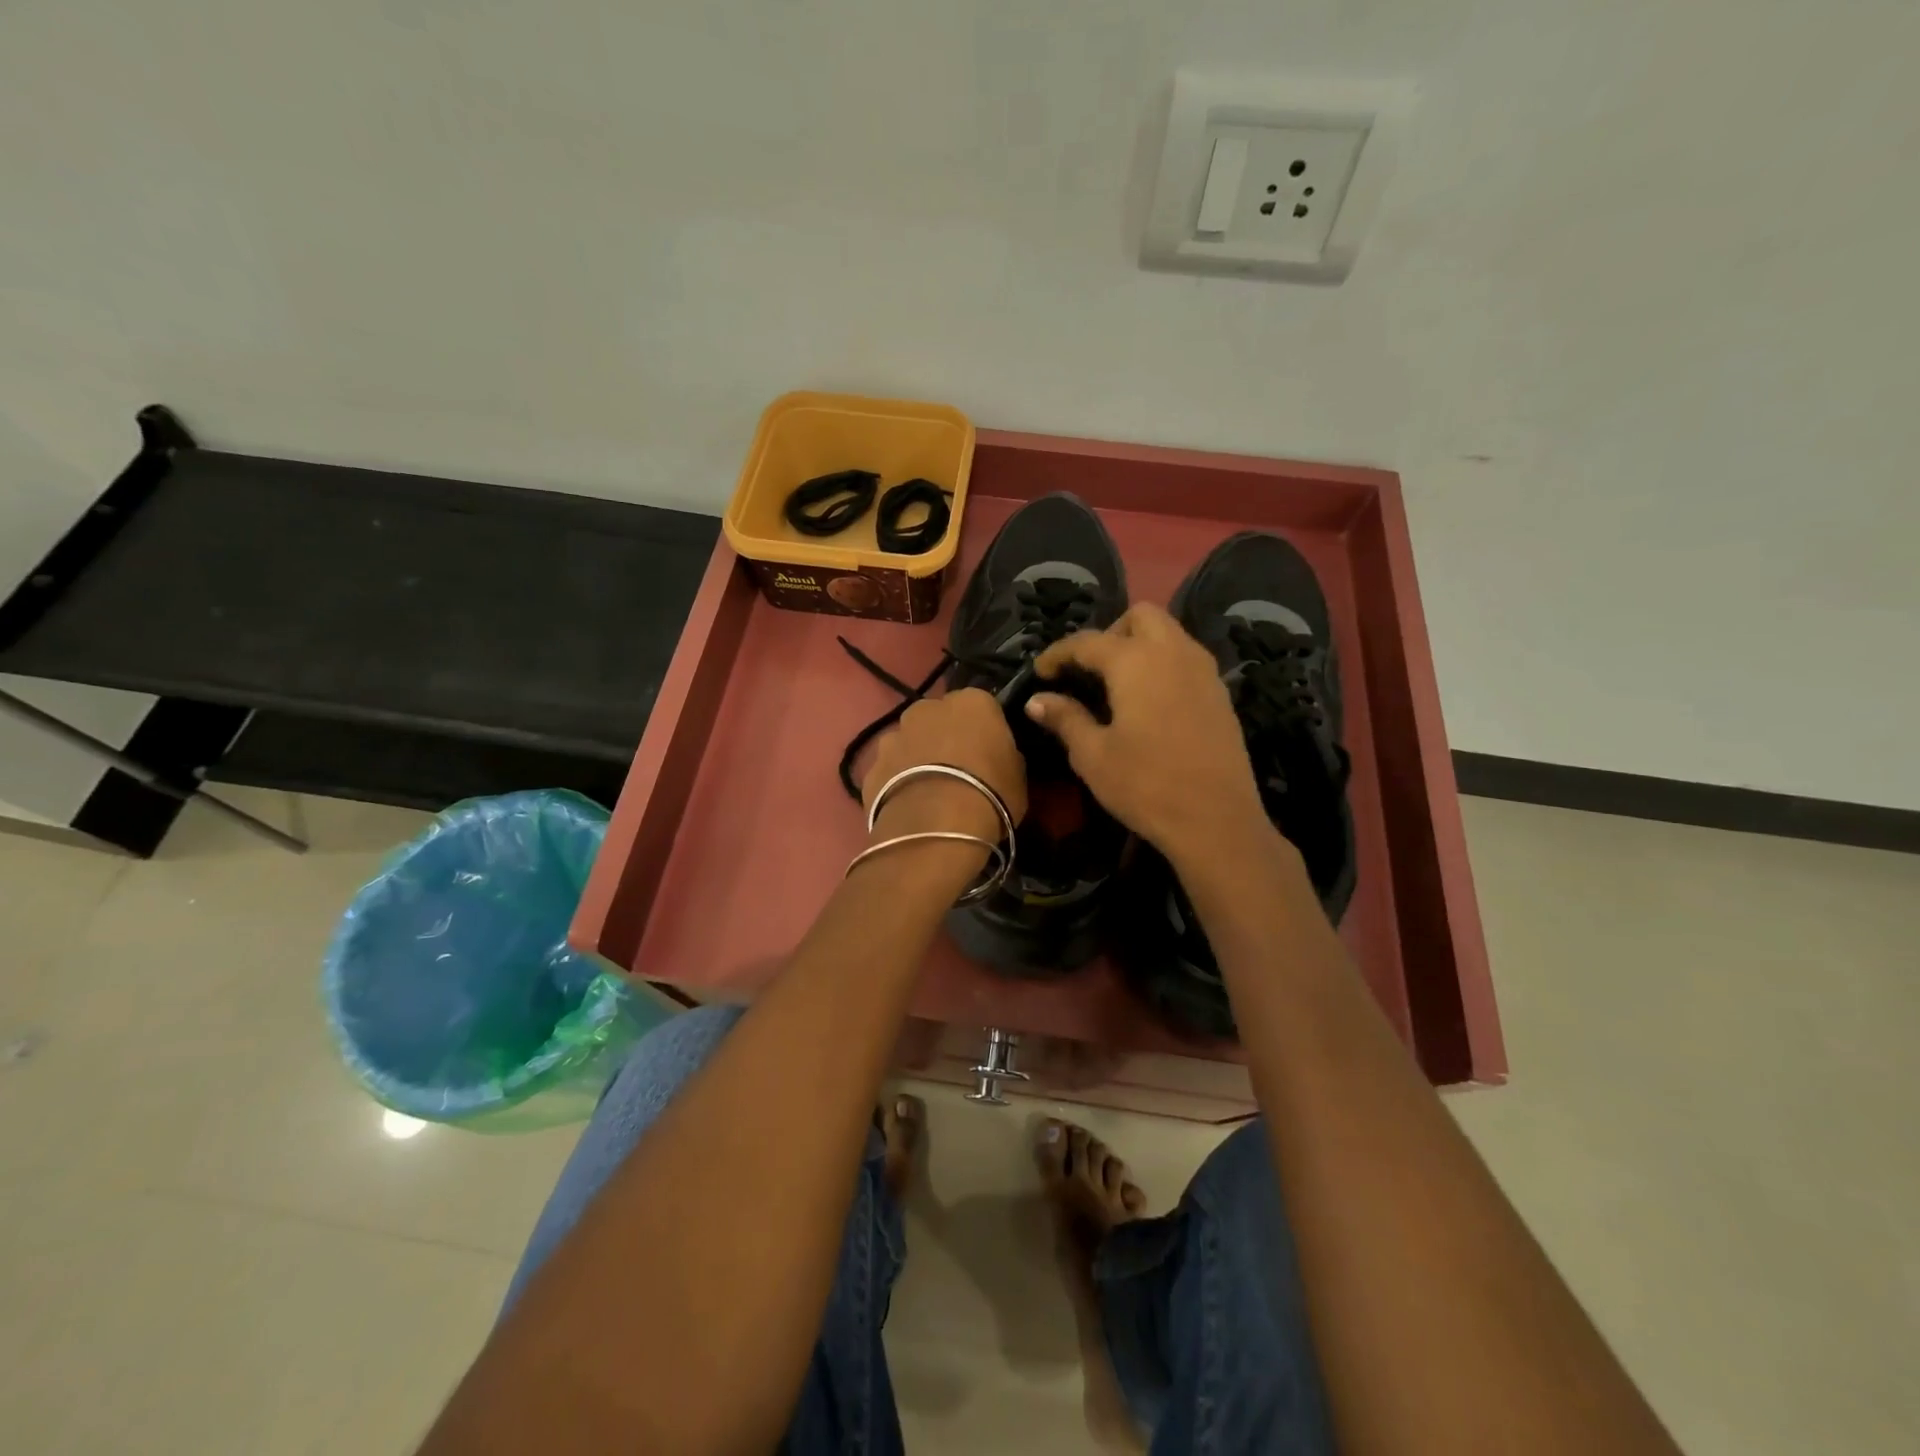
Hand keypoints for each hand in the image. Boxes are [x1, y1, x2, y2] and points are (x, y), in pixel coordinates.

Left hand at [861, 688, 1026, 851]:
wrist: (936, 827)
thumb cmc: (990, 794)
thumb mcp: (1017, 776)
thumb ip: (1004, 755)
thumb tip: (997, 756)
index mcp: (971, 702)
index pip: (981, 707)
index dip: (985, 731)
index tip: (989, 753)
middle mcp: (927, 708)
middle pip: (938, 718)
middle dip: (945, 737)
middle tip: (957, 771)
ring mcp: (894, 735)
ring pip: (909, 742)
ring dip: (917, 758)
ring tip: (929, 793)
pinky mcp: (871, 766)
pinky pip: (890, 770)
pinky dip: (896, 782)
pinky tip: (908, 808)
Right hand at [1026, 603, 1268, 865]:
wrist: (1216, 821)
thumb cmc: (1145, 785)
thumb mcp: (1093, 755)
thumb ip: (1065, 718)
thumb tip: (1037, 700)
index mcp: (1136, 662)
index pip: (1088, 641)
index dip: (1059, 653)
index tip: (1040, 672)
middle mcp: (1174, 653)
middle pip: (1140, 616)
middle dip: (1109, 633)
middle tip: (1089, 669)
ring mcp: (1204, 671)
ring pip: (1169, 634)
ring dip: (1140, 645)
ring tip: (1118, 684)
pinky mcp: (1220, 694)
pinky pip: (1187, 659)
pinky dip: (1163, 664)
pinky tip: (1150, 702)